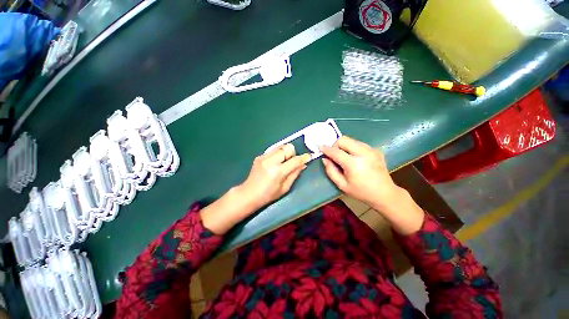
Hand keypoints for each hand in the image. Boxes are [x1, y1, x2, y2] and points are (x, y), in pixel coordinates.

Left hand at [201, 144, 310, 234]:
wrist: (249, 193)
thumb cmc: (268, 195)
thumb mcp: (285, 188)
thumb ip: (295, 174)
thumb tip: (303, 164)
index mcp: (278, 172)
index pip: (294, 160)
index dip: (304, 157)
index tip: (309, 156)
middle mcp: (270, 161)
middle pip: (287, 148)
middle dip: (293, 153)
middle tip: (292, 162)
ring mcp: (264, 157)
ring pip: (281, 146)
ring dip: (285, 152)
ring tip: (284, 162)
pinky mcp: (260, 156)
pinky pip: (273, 150)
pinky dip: (278, 154)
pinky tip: (276, 162)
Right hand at [320, 136, 423, 234]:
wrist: (385, 193)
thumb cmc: (361, 192)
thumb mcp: (342, 185)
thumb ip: (331, 171)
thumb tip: (325, 159)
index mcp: (354, 164)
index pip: (336, 151)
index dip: (326, 149)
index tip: (320, 147)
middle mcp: (363, 153)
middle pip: (344, 139)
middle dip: (335, 145)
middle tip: (334, 155)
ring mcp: (371, 150)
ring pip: (351, 140)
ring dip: (344, 146)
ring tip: (345, 157)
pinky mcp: (376, 150)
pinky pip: (359, 144)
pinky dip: (353, 148)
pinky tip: (355, 158)